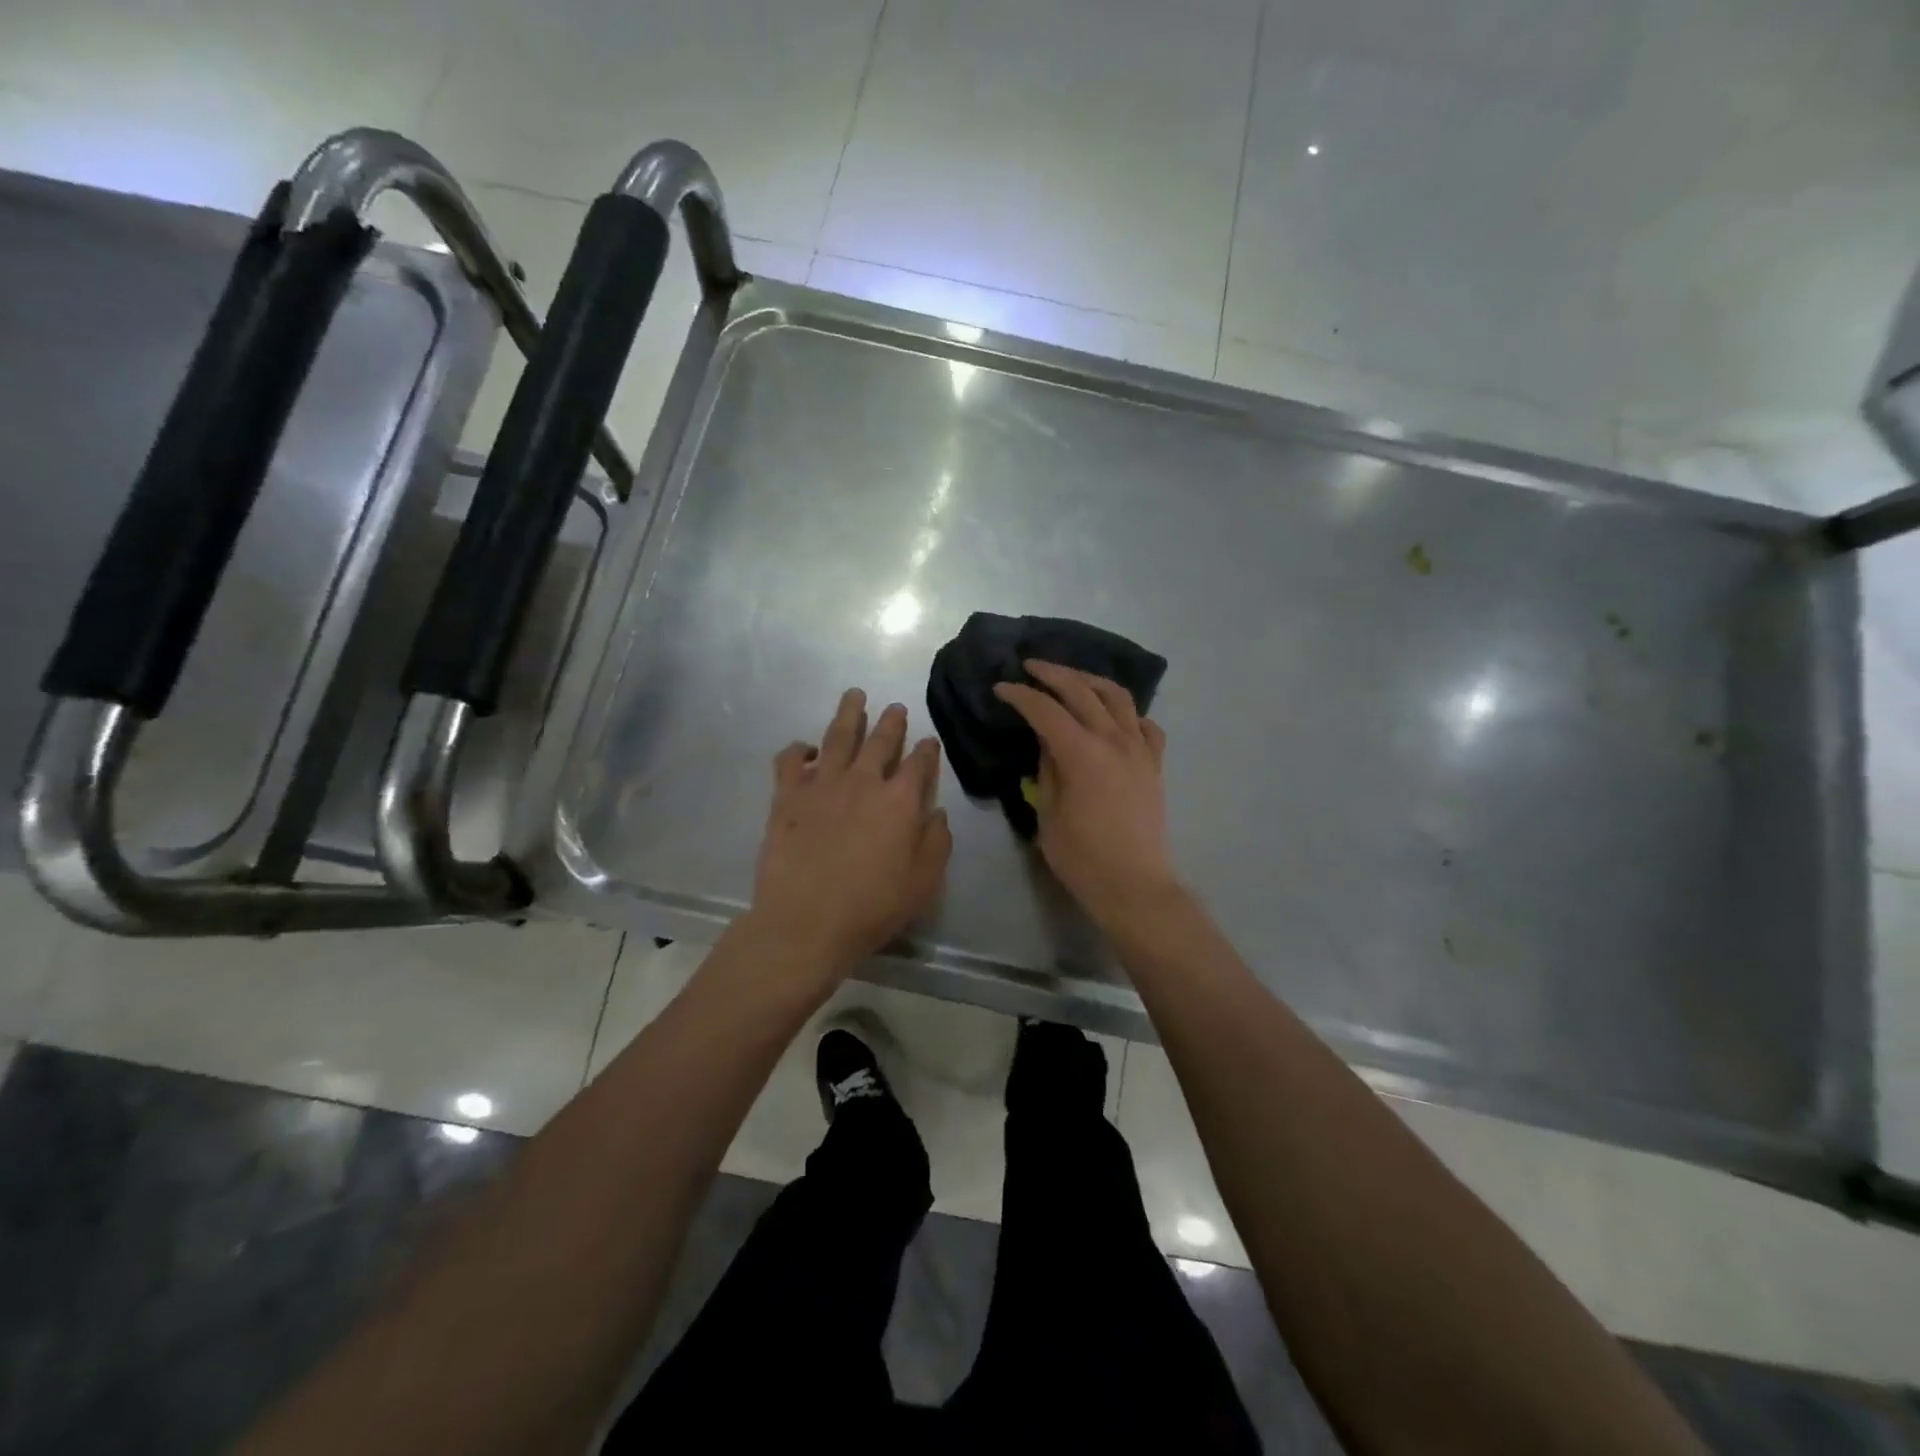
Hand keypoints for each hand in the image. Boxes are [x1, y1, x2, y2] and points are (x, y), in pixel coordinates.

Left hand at [750, 689, 952, 980]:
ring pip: (837, 736)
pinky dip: (798, 749)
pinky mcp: (787, 796)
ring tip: (854, 695)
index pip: (920, 763)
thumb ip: (937, 842)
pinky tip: (805, 748)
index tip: (929, 741)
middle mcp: (863, 780)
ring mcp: (822, 783)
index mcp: (900, 800)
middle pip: (880, 740)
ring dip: (849, 713)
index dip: (927, 750)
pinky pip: (790, 759)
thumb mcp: (924, 881)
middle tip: (895, 707)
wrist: (806, 922)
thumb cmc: (873, 906)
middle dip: (891, 721)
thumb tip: (936, 812)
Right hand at [994, 660, 1176, 924]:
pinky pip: (1145, 725)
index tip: (1001, 687)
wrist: (1134, 885)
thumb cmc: (1082, 857)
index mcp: (1082, 754)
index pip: (1046, 710)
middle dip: (1053, 674)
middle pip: (1082, 691)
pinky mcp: (1154, 765)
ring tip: (1071, 678)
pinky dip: (1127, 712)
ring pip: (1118, 697)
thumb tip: (1046, 741)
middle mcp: (1114, 741)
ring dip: (1091, 681)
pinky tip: (1114, 716)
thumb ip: (1047, 769)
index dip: (1021, 695)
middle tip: (1030, 666)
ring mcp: (1140, 750)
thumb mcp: (1048, 813)